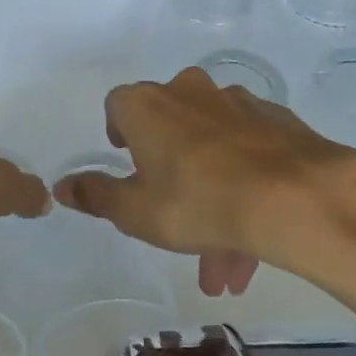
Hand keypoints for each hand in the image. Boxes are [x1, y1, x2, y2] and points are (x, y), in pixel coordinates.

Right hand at [53, 67, 355, 294]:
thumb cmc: (196, 201)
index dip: (120, 134)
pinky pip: (247, 152)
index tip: (129, 165)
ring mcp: (236, 102)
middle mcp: (188, 91)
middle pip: (169, 130)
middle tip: (175, 225)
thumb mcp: (135, 211)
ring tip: (224, 264)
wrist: (293, 197)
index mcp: (148, 105)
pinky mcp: (275, 119)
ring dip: (211, 198)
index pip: (119, 106)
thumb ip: (97, 197)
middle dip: (169, 180)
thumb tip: (63, 186)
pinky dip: (243, 184)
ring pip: (212, 149)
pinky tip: (254, 234)